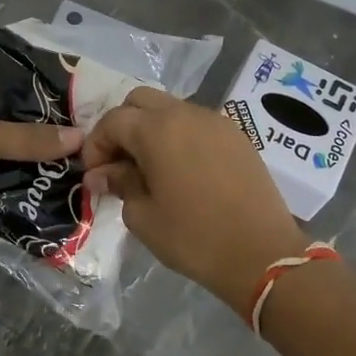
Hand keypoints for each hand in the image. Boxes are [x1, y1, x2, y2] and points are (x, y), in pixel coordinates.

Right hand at [82, 88, 308, 316]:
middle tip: (118, 163)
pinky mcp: (237, 137)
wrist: (262, 254)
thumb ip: (119, 184)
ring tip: (149, 168)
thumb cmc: (193, 238)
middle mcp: (185, 114)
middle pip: (140, 101)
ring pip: (171, 109)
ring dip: (151, 130)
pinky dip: (179, 137)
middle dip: (122, 126)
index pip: (113, 120)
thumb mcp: (143, 216)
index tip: (93, 174)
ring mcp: (216, 122)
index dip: (96, 145)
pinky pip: (197, 124)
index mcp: (157, 129)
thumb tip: (102, 173)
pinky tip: (180, 171)